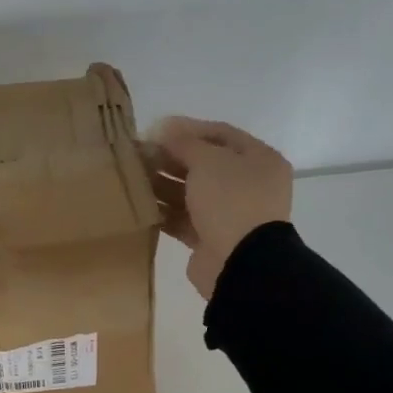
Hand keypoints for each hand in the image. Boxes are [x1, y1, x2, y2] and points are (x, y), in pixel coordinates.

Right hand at [146, 117, 292, 298]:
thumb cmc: (230, 200)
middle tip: (139, 155)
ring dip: (163, 184)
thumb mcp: (207, 161)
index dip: (187, 129)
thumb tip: (164, 130)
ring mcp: (230, 214)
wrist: (240, 263)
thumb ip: (184, 143)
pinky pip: (184, 219)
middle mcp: (248, 185)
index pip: (220, 134)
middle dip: (171, 158)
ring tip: (133, 178)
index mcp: (259, 160)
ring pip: (191, 192)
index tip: (155, 130)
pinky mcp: (211, 239)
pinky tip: (139, 205)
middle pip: (204, 164)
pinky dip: (164, 212)